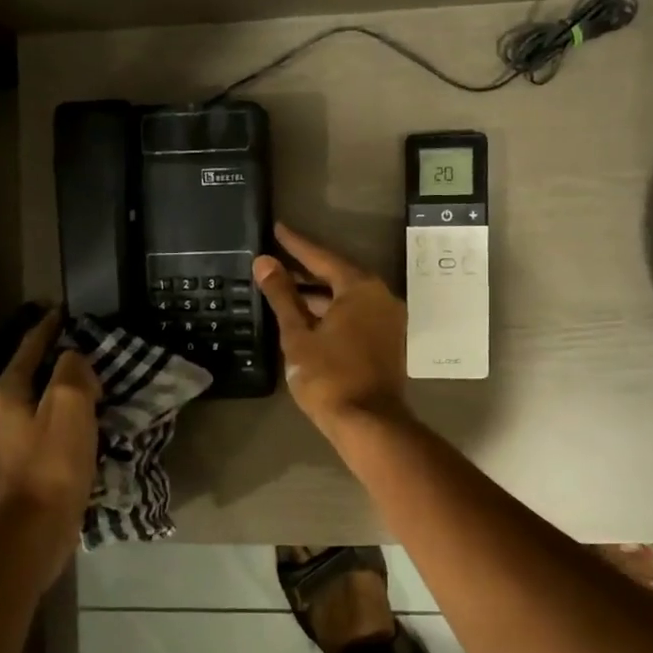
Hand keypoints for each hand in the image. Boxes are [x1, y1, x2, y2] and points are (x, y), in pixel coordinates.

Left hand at [0, 309, 98, 576]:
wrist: (33, 531)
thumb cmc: (51, 464)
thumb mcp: (69, 405)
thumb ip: (72, 371)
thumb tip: (75, 360)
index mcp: (7, 391)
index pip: (30, 346)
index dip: (49, 327)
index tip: (66, 311)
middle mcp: (2, 411)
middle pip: (35, 372)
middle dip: (62, 359)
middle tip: (95, 348)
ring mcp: (11, 439)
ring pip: (44, 400)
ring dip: (69, 390)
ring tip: (99, 382)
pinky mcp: (26, 463)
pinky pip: (51, 425)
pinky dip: (70, 416)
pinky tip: (91, 421)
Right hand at [254, 224, 410, 436]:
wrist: (368, 423)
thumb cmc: (329, 376)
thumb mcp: (298, 334)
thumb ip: (282, 295)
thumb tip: (264, 262)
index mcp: (361, 288)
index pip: (322, 257)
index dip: (296, 245)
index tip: (277, 229)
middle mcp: (381, 296)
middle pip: (338, 275)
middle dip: (306, 270)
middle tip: (276, 259)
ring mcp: (388, 320)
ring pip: (347, 297)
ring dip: (318, 293)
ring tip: (284, 288)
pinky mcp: (388, 341)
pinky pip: (356, 314)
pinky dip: (332, 311)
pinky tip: (308, 316)